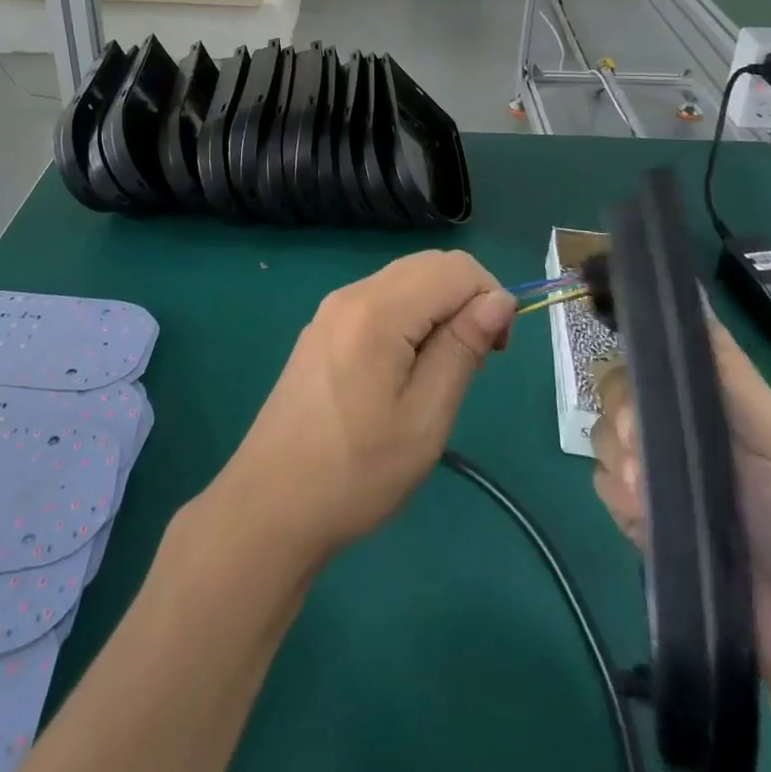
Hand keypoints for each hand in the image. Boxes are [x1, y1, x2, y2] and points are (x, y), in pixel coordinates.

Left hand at [204, 250, 516, 568]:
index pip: (455, 268)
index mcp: (377, 310)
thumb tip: (499, 299)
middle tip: (473, 362)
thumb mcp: (425, 418)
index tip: (497, 352)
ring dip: (439, 308)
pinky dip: (410, 317)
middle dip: (466, 299)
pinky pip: (380, 300)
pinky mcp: (323, 328)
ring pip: (405, 280)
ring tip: (441, 372)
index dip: (490, 297)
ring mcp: (332, 309)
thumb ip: (463, 349)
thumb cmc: (356, 472)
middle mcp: (352, 294)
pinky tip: (405, 370)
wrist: (270, 506)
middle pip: (429, 266)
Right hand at [591, 321, 770, 691]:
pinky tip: (642, 514)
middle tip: (640, 447)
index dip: (634, 359)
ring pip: (604, 437)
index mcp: (712, 405)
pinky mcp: (644, 522)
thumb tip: (689, 294)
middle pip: (618, 392)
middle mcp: (679, 432)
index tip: (629, 375)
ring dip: (619, 459)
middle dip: (620, 413)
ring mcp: (660, 477)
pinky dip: (618, 495)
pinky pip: (604, 486)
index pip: (652, 359)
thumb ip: (728, 370)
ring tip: (646, 493)